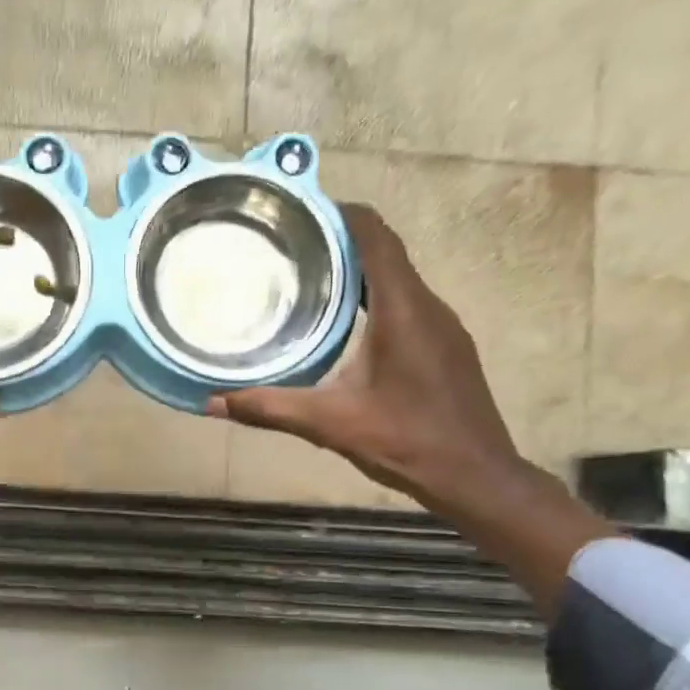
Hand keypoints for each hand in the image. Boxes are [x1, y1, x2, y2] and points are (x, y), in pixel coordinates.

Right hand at [210, 205, 523, 512]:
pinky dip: (371, 297)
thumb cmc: (407, 441)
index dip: (340, 213)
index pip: (376, 236)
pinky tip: (340, 323)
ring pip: (395, 279)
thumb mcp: (330, 424)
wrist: (476, 477)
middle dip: (338, 240)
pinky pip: (404, 303)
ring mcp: (441, 326)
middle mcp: (427, 306)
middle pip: (384, 251)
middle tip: (286, 247)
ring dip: (355, 270)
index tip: (298, 211)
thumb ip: (270, 408)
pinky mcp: (444, 347)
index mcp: (403, 309)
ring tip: (305, 278)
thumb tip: (213, 402)